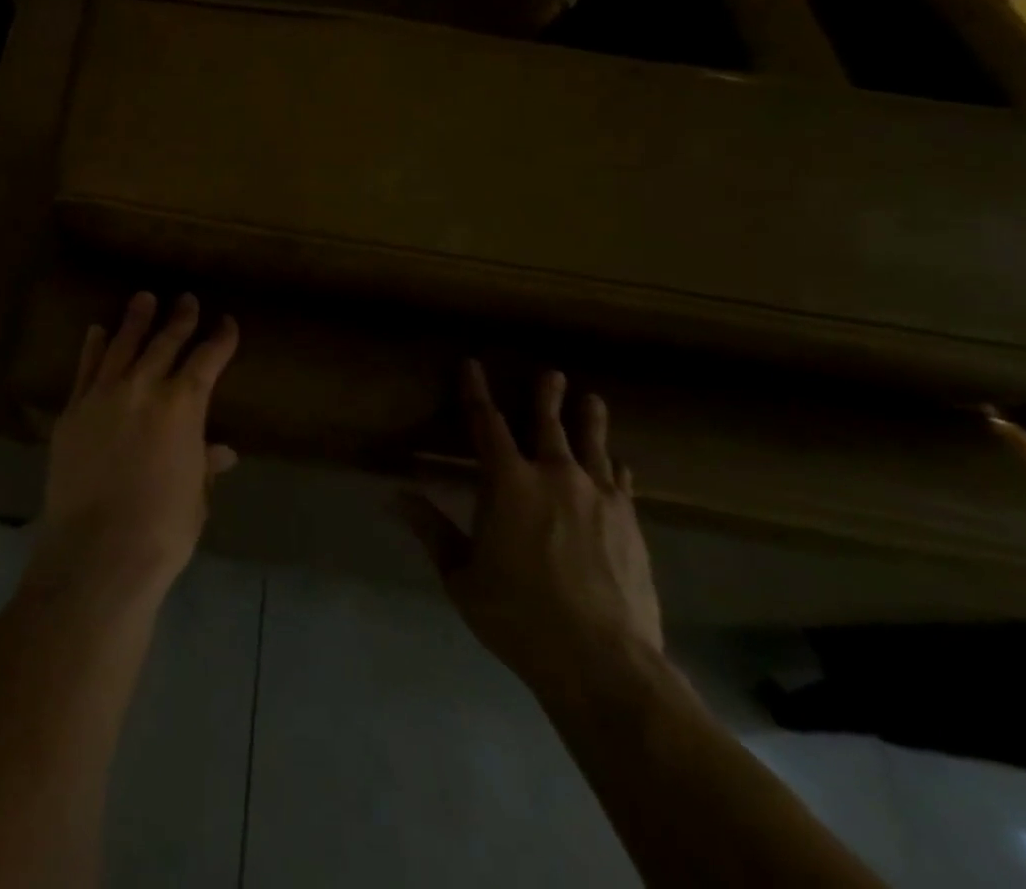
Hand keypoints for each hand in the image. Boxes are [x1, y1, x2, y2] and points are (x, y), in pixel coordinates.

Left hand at [33, 292, 239, 602]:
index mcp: (182, 405)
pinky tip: (97, 331)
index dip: (220, 339)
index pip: (207, 359)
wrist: (97, 550)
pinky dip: (93, 347)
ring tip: (143, 298)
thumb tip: (221, 450)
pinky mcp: (73, 410)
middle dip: (179, 318)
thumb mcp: (195, 495)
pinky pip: (85, 368)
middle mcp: (143, 387)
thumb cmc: (162, 528)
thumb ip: (203, 463)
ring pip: (122, 344)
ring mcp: (103, 395)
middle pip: (164, 342)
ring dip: (135, 320)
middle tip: (186, 299)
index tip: (226, 323)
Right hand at [401, 361, 662, 697]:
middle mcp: (554, 476)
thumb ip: (432, 531)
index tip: (472, 364)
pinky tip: (619, 465)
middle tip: (552, 373)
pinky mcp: (630, 525)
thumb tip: (395, 495)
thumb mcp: (461, 576)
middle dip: (546, 396)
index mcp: (507, 482)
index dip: (476, 391)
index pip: (485, 422)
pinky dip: (616, 469)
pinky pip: (621, 484)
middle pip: (548, 424)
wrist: (603, 662)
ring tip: (592, 399)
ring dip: (589, 420)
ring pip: (592, 446)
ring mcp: (598, 498)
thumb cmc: (519, 615)